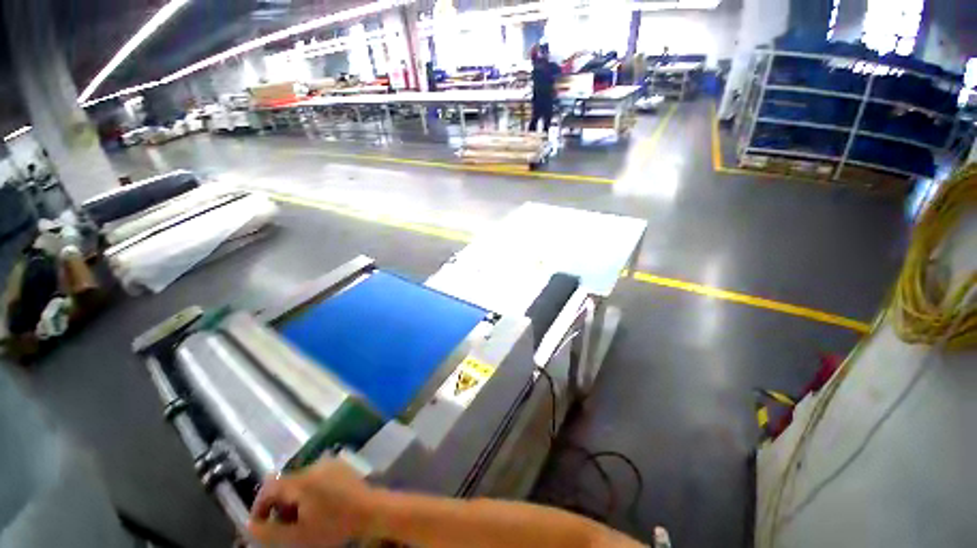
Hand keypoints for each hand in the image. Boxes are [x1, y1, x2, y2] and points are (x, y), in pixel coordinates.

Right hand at [248, 458, 376, 546]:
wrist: (370, 510)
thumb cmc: (334, 525)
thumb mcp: (297, 536)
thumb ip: (269, 532)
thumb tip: (250, 524)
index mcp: (302, 480)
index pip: (269, 486)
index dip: (260, 505)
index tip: (260, 524)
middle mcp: (314, 465)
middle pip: (286, 483)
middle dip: (280, 505)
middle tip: (284, 526)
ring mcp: (329, 463)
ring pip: (301, 480)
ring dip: (295, 499)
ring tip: (302, 519)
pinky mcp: (341, 465)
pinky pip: (317, 476)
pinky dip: (311, 491)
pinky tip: (318, 507)